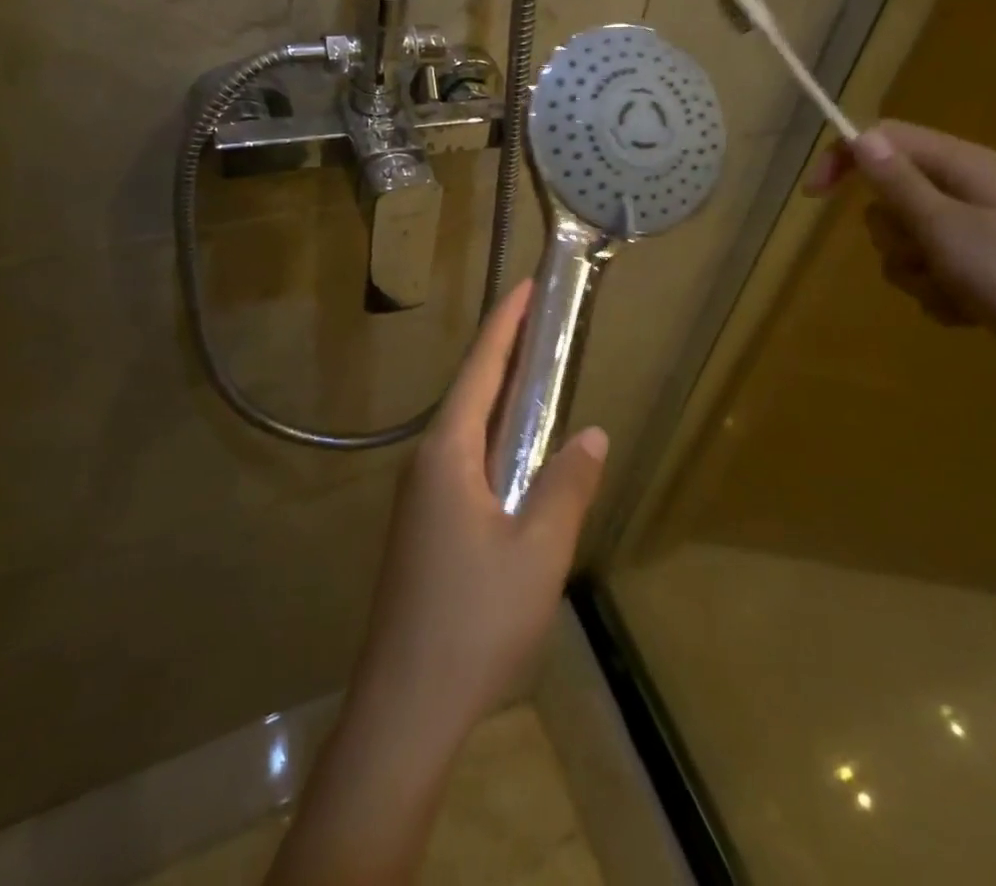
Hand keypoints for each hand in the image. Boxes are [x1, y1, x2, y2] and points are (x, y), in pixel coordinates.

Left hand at [350, 280, 607, 751]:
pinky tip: (514, 460)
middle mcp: (426, 463)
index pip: (481, 369)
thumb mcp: (538, 551)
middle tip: (542, 324)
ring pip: (464, 431)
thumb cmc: (474, 621)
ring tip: (535, 380)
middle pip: (469, 393)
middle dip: (504, 354)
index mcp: (447, 453)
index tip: (525, 286)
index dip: (505, 325)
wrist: (404, 708)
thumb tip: (591, 434)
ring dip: (498, 399)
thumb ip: (566, 486)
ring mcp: (419, 498)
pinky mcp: (422, 529)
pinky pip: (462, 463)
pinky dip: (492, 440)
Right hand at [806, 120, 995, 405]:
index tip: (814, 198)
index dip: (845, 161)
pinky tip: (966, 308)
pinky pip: (924, 272)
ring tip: (951, 287)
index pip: (886, 140)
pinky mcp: (974, 270)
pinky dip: (934, 293)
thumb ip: (898, 182)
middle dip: (893, 233)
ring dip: (914, 271)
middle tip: (925, 251)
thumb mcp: (945, 226)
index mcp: (963, 166)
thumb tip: (860, 135)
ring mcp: (970, 233)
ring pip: (902, 240)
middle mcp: (964, 191)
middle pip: (889, 196)